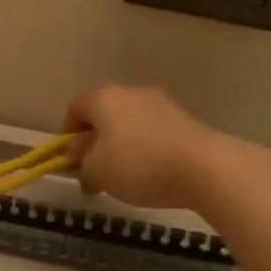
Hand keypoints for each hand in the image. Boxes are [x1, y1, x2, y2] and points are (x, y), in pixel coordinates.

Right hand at [63, 85, 235, 209]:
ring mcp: (162, 104)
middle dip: (96, 142)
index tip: (71, 160)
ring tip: (126, 178)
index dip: (67, 134)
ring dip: (122, 146)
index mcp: (104, 98)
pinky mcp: (185, 120)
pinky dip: (147, 150)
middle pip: (104, 114)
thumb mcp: (95, 169)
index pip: (75, 108)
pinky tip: (153, 174)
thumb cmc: (137, 165)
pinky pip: (154, 133)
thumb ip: (80, 158)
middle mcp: (131, 92)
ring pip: (130, 124)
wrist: (204, 167)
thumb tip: (80, 149)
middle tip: (96, 172)